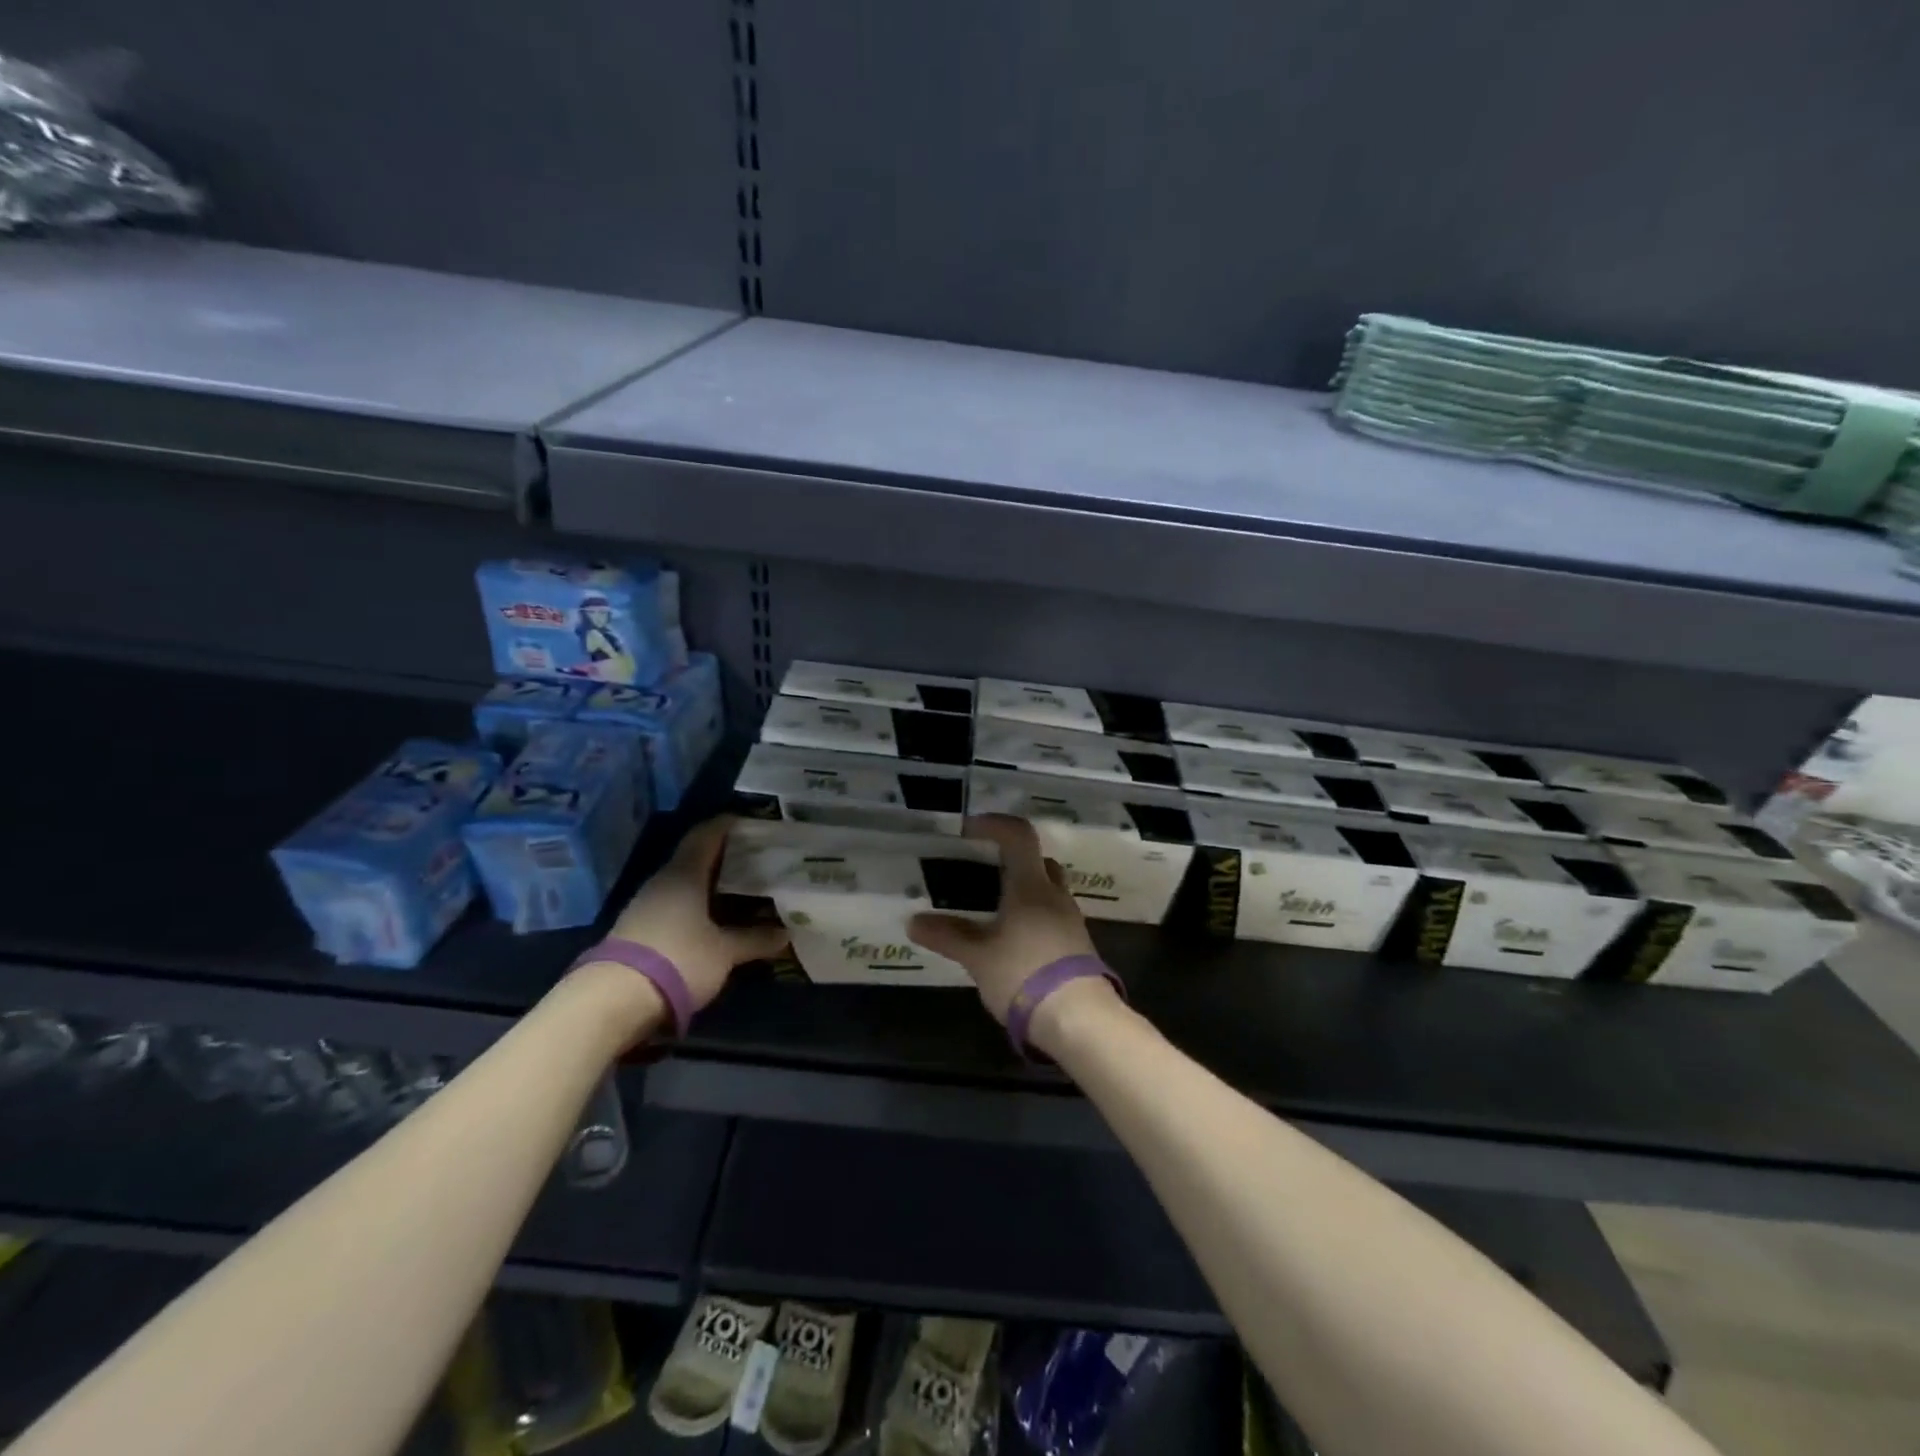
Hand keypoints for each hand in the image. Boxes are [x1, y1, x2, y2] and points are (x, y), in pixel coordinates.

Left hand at [604, 816, 789, 1010]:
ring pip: (685, 884)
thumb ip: (754, 939)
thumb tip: (785, 934)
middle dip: (726, 858)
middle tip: (758, 859)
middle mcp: (663, 882)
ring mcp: (646, 906)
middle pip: (696, 859)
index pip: (706, 835)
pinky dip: (698, 907)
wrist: (613, 1001)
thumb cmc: (678, 959)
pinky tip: (716, 919)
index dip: (728, 825)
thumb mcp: (725, 952)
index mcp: (684, 874)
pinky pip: (676, 907)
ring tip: (743, 890)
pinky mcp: (639, 930)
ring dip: (711, 885)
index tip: (752, 822)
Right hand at [908, 815, 1097, 1023]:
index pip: (1019, 836)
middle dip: (1014, 860)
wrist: (1079, 1018)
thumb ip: (947, 936)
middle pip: (1039, 862)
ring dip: (1025, 891)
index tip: (971, 830)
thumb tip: (914, 921)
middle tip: (985, 872)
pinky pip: (1054, 917)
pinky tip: (1015, 941)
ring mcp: (1071, 921)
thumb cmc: (1023, 974)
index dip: (995, 825)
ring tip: (995, 911)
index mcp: (1031, 886)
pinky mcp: (1078, 946)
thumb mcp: (977, 957)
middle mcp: (1055, 895)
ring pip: (1049, 891)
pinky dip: (1034, 917)